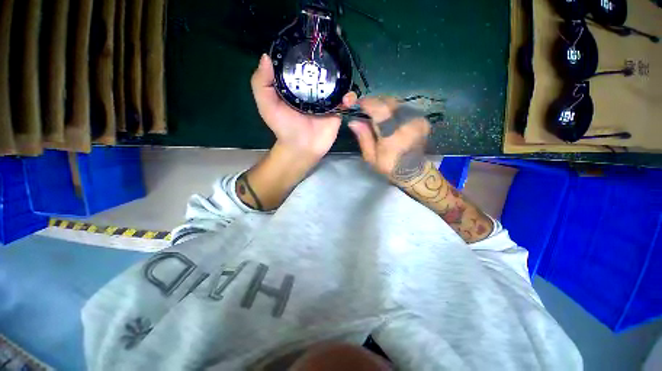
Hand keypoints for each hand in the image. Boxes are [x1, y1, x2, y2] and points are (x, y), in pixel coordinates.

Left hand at [251, 54, 357, 159]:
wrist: (301, 148)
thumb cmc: (284, 127)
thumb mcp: (267, 105)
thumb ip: (262, 83)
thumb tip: (266, 56)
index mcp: (296, 85)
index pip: (302, 63)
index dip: (306, 50)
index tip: (313, 37)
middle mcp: (312, 89)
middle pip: (322, 69)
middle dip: (329, 58)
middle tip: (335, 47)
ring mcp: (326, 100)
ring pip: (337, 82)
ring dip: (343, 76)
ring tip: (344, 72)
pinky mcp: (337, 111)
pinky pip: (346, 100)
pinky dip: (350, 97)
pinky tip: (347, 98)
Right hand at [348, 97, 430, 186]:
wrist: (413, 170)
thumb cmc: (389, 166)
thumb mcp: (371, 157)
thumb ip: (364, 137)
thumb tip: (353, 121)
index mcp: (393, 137)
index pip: (381, 111)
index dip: (368, 103)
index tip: (357, 103)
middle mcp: (408, 125)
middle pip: (390, 102)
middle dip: (375, 101)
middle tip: (365, 108)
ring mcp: (417, 120)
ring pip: (397, 102)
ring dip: (384, 104)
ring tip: (376, 113)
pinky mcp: (422, 119)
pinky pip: (404, 107)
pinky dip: (393, 108)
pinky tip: (388, 117)